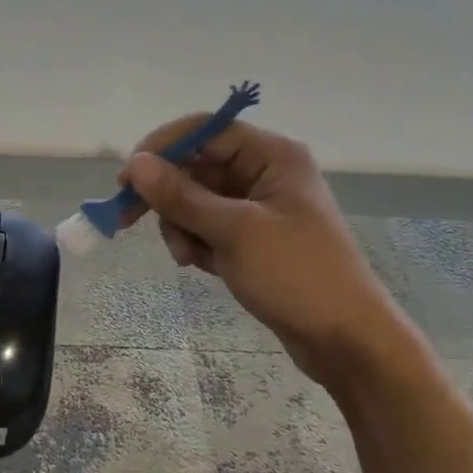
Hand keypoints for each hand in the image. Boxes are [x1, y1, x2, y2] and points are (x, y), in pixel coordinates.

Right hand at [122, 120, 408, 377]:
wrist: (347, 341)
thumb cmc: (296, 275)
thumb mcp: (233, 232)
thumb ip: (181, 195)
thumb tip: (135, 163)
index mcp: (271, 156)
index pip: (204, 131)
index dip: (162, 148)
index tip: (127, 178)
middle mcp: (264, 173)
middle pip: (195, 166)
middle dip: (166, 196)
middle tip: (124, 218)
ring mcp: (258, 207)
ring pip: (196, 200)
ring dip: (180, 225)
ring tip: (185, 257)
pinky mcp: (253, 238)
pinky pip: (207, 226)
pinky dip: (195, 242)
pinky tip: (199, 265)